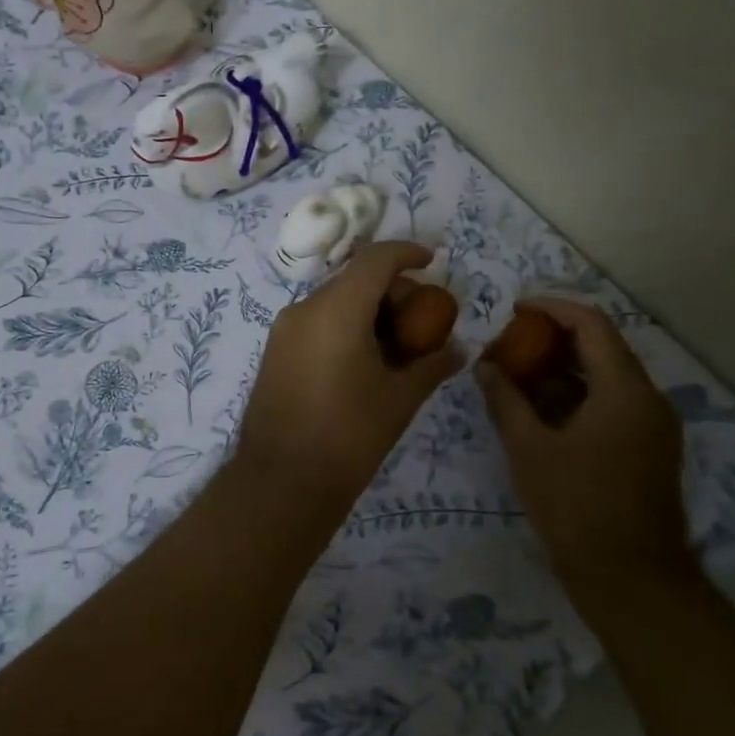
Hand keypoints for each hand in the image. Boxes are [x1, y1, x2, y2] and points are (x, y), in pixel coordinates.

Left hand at [233, 242, 463, 527]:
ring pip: (334, 300)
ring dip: (368, 309)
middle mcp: (305, 308)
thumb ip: (432, 364)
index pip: (375, 259)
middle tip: (421, 319)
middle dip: (392, 289)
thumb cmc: (348, 437)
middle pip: (355, 279)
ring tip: (397, 344)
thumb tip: (459, 349)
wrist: (281, 482)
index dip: (407, 253)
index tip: (432, 261)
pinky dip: (345, 325)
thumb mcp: (400, 399)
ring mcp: (284, 330)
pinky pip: (317, 322)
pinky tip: (365, 360)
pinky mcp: (275, 351)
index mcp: (336, 309)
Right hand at [475, 297, 692, 592]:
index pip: (591, 324)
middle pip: (602, 348)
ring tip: (518, 376)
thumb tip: (485, 366)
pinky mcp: (649, 450)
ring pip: (607, 378)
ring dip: (564, 370)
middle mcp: (648, 399)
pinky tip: (542, 411)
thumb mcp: (529, 449)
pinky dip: (578, 396)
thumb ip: (505, 400)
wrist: (631, 581)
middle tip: (511, 345)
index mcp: (625, 390)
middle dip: (553, 340)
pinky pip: (613, 404)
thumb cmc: (577, 508)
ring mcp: (653, 426)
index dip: (552, 308)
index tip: (516, 311)